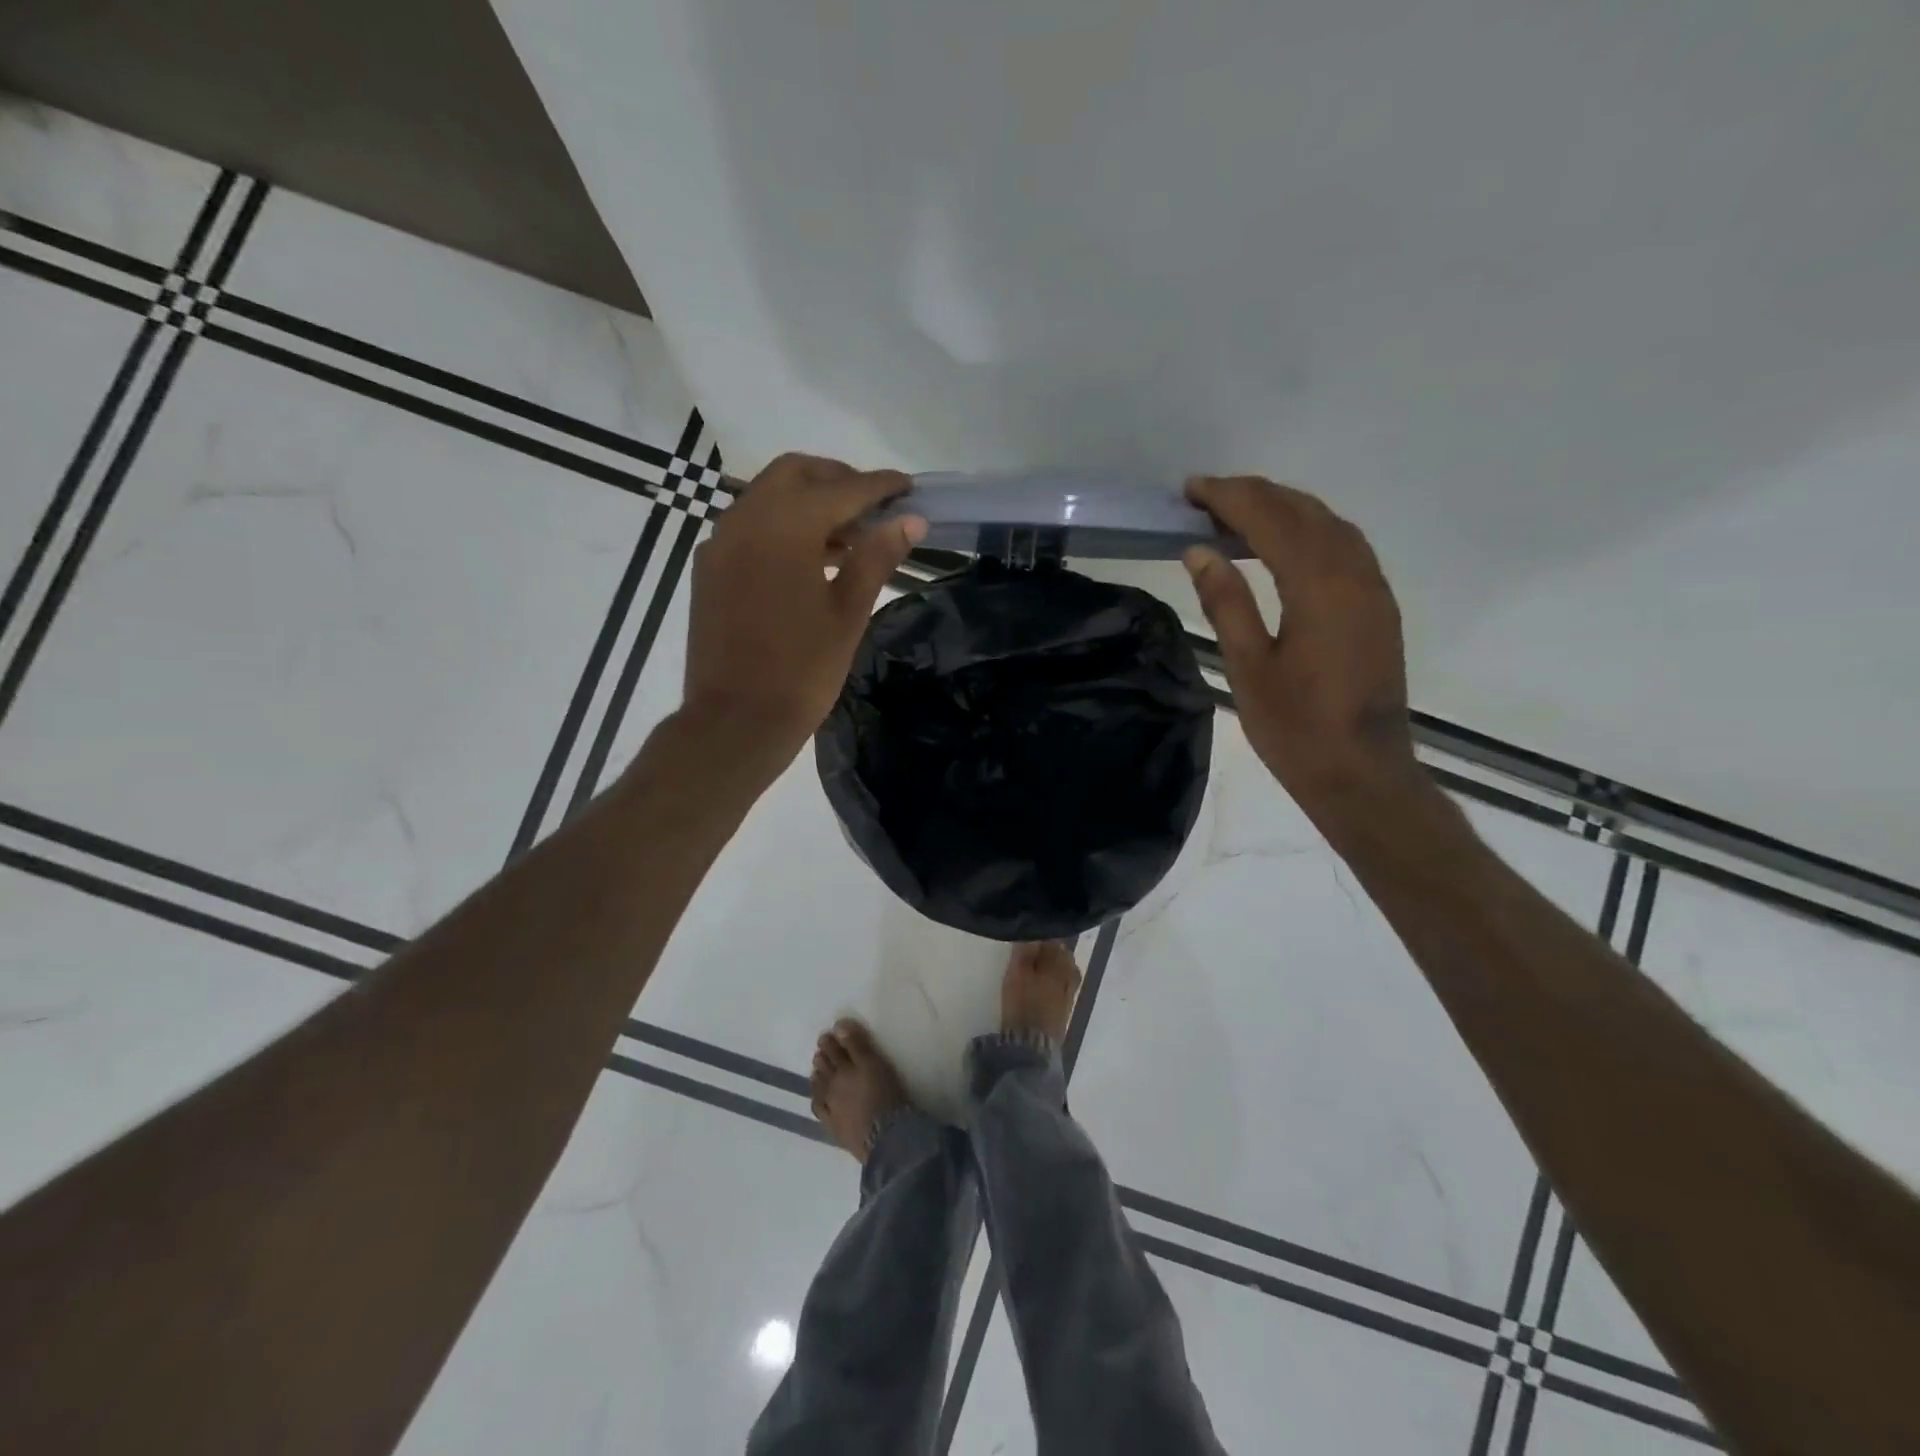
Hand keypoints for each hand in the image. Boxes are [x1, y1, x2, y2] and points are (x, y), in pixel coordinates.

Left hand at [681, 453, 924, 759]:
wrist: (736, 721)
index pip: (841, 489)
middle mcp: (745, 519)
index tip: (908, 487)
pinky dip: (782, 524)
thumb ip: (877, 557)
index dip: (880, 486)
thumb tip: (910, 520)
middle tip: (874, 507)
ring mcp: (720, 542)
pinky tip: (809, 558)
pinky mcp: (709, 567)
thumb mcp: (848, 613)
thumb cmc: (802, 671)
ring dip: (809, 501)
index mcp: (784, 527)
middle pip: (795, 474)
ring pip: (768, 496)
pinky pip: (749, 525)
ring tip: (849, 535)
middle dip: (838, 480)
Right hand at [1183, 476, 1418, 813]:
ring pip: (1330, 525)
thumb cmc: (1296, 728)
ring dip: (1284, 508)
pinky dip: (1308, 530)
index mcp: (1319, 587)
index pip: (1270, 521)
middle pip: (1304, 512)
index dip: (1229, 498)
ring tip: (1238, 513)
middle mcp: (1354, 574)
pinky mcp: (1378, 606)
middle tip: (1206, 497)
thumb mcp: (1248, 667)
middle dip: (1255, 495)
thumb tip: (1199, 551)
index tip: (1191, 489)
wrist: (1362, 773)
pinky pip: (1345, 546)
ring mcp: (1373, 589)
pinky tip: (1282, 544)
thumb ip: (1226, 603)